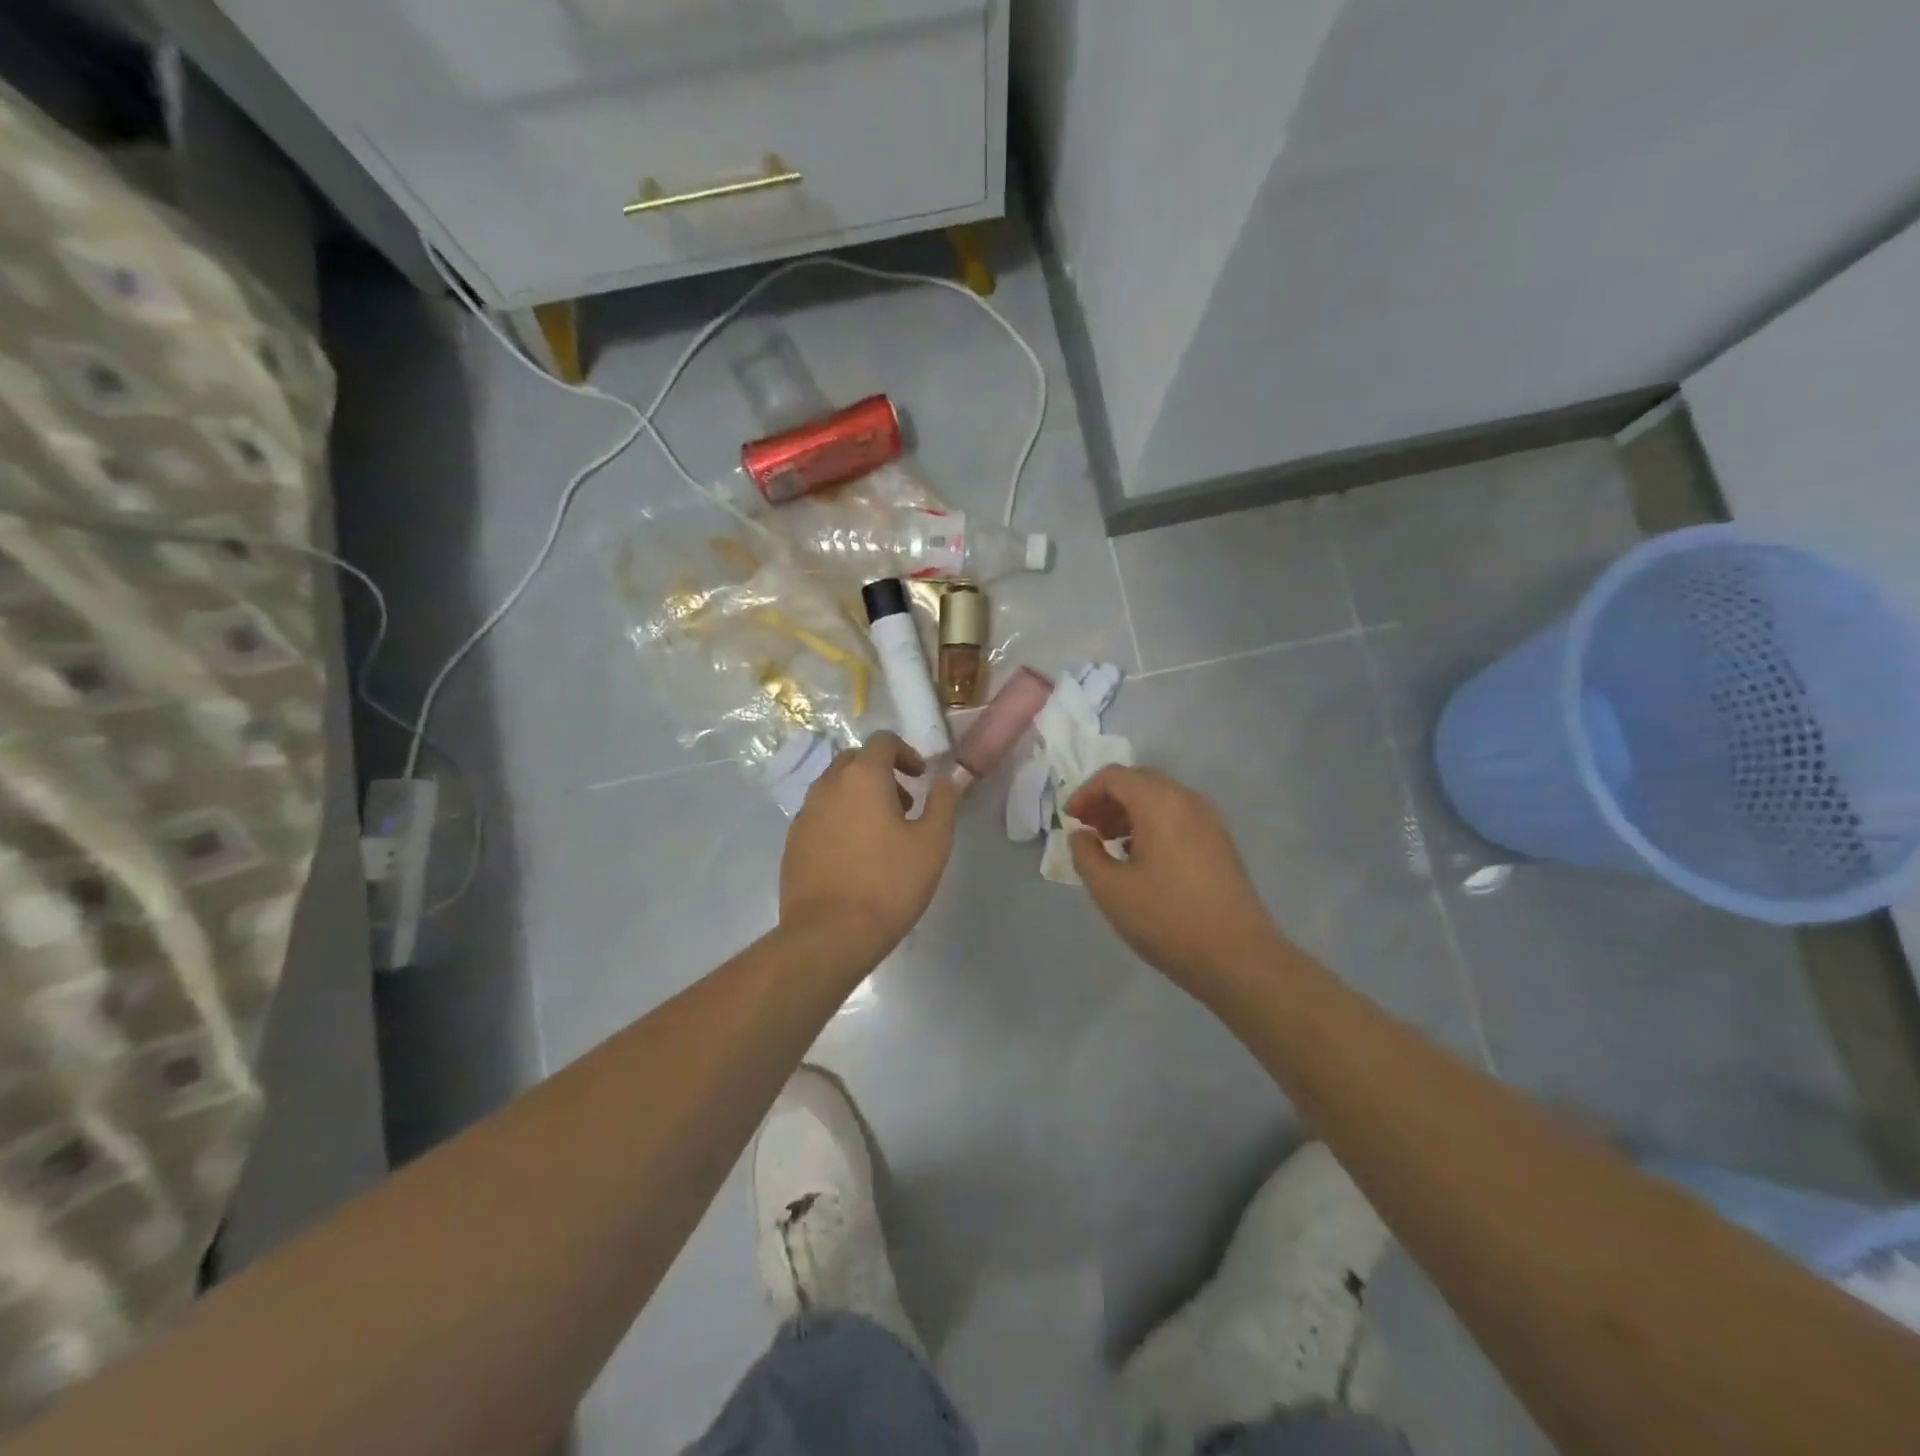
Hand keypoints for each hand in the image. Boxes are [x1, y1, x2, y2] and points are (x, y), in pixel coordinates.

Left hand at [780, 731, 959, 959]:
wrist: (829, 935)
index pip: (882, 741)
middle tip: (904, 804)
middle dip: (881, 772)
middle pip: (854, 761)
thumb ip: (943, 802)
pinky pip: (820, 815)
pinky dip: (840, 819)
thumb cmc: (888, 884)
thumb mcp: (932, 843)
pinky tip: (855, 855)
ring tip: (881, 833)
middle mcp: (828, 786)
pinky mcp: (793, 843)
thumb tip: (948, 776)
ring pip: (834, 788)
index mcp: (862, 777)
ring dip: (859, 796)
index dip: (906, 752)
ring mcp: (805, 814)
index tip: (921, 778)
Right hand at [1067, 766, 1284, 990]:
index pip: (1114, 777)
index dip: (1085, 793)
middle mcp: (1187, 801)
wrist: (1238, 957)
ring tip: (1111, 845)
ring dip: (1129, 812)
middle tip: (1088, 830)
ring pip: (1160, 798)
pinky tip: (1142, 859)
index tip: (1070, 821)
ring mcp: (1209, 820)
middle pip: (1139, 781)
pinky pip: (1178, 816)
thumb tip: (1081, 835)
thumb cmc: (1167, 920)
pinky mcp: (1220, 841)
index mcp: (1160, 803)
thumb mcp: (1110, 891)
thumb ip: (1086, 855)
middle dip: (1107, 800)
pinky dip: (1152, 823)